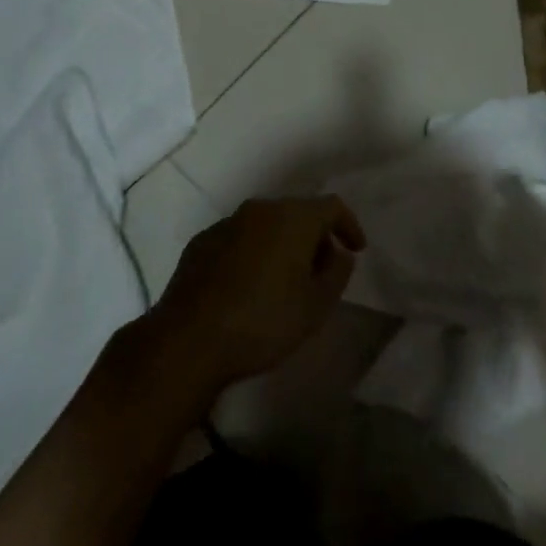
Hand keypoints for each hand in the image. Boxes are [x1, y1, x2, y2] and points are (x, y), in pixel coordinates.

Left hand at [146, 196, 364, 390]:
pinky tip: (249, 286)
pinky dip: (253, 254)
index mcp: (292, 217)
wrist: (189, 339)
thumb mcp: (316, 305)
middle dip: (315, 237)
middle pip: (298, 212)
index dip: (349, 226)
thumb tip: (338, 253)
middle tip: (322, 271)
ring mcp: (226, 223)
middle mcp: (260, 209)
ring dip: (282, 245)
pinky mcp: (201, 242)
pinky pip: (239, 239)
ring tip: (286, 281)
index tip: (356, 251)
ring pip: (266, 225)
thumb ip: (337, 272)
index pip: (332, 206)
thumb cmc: (264, 320)